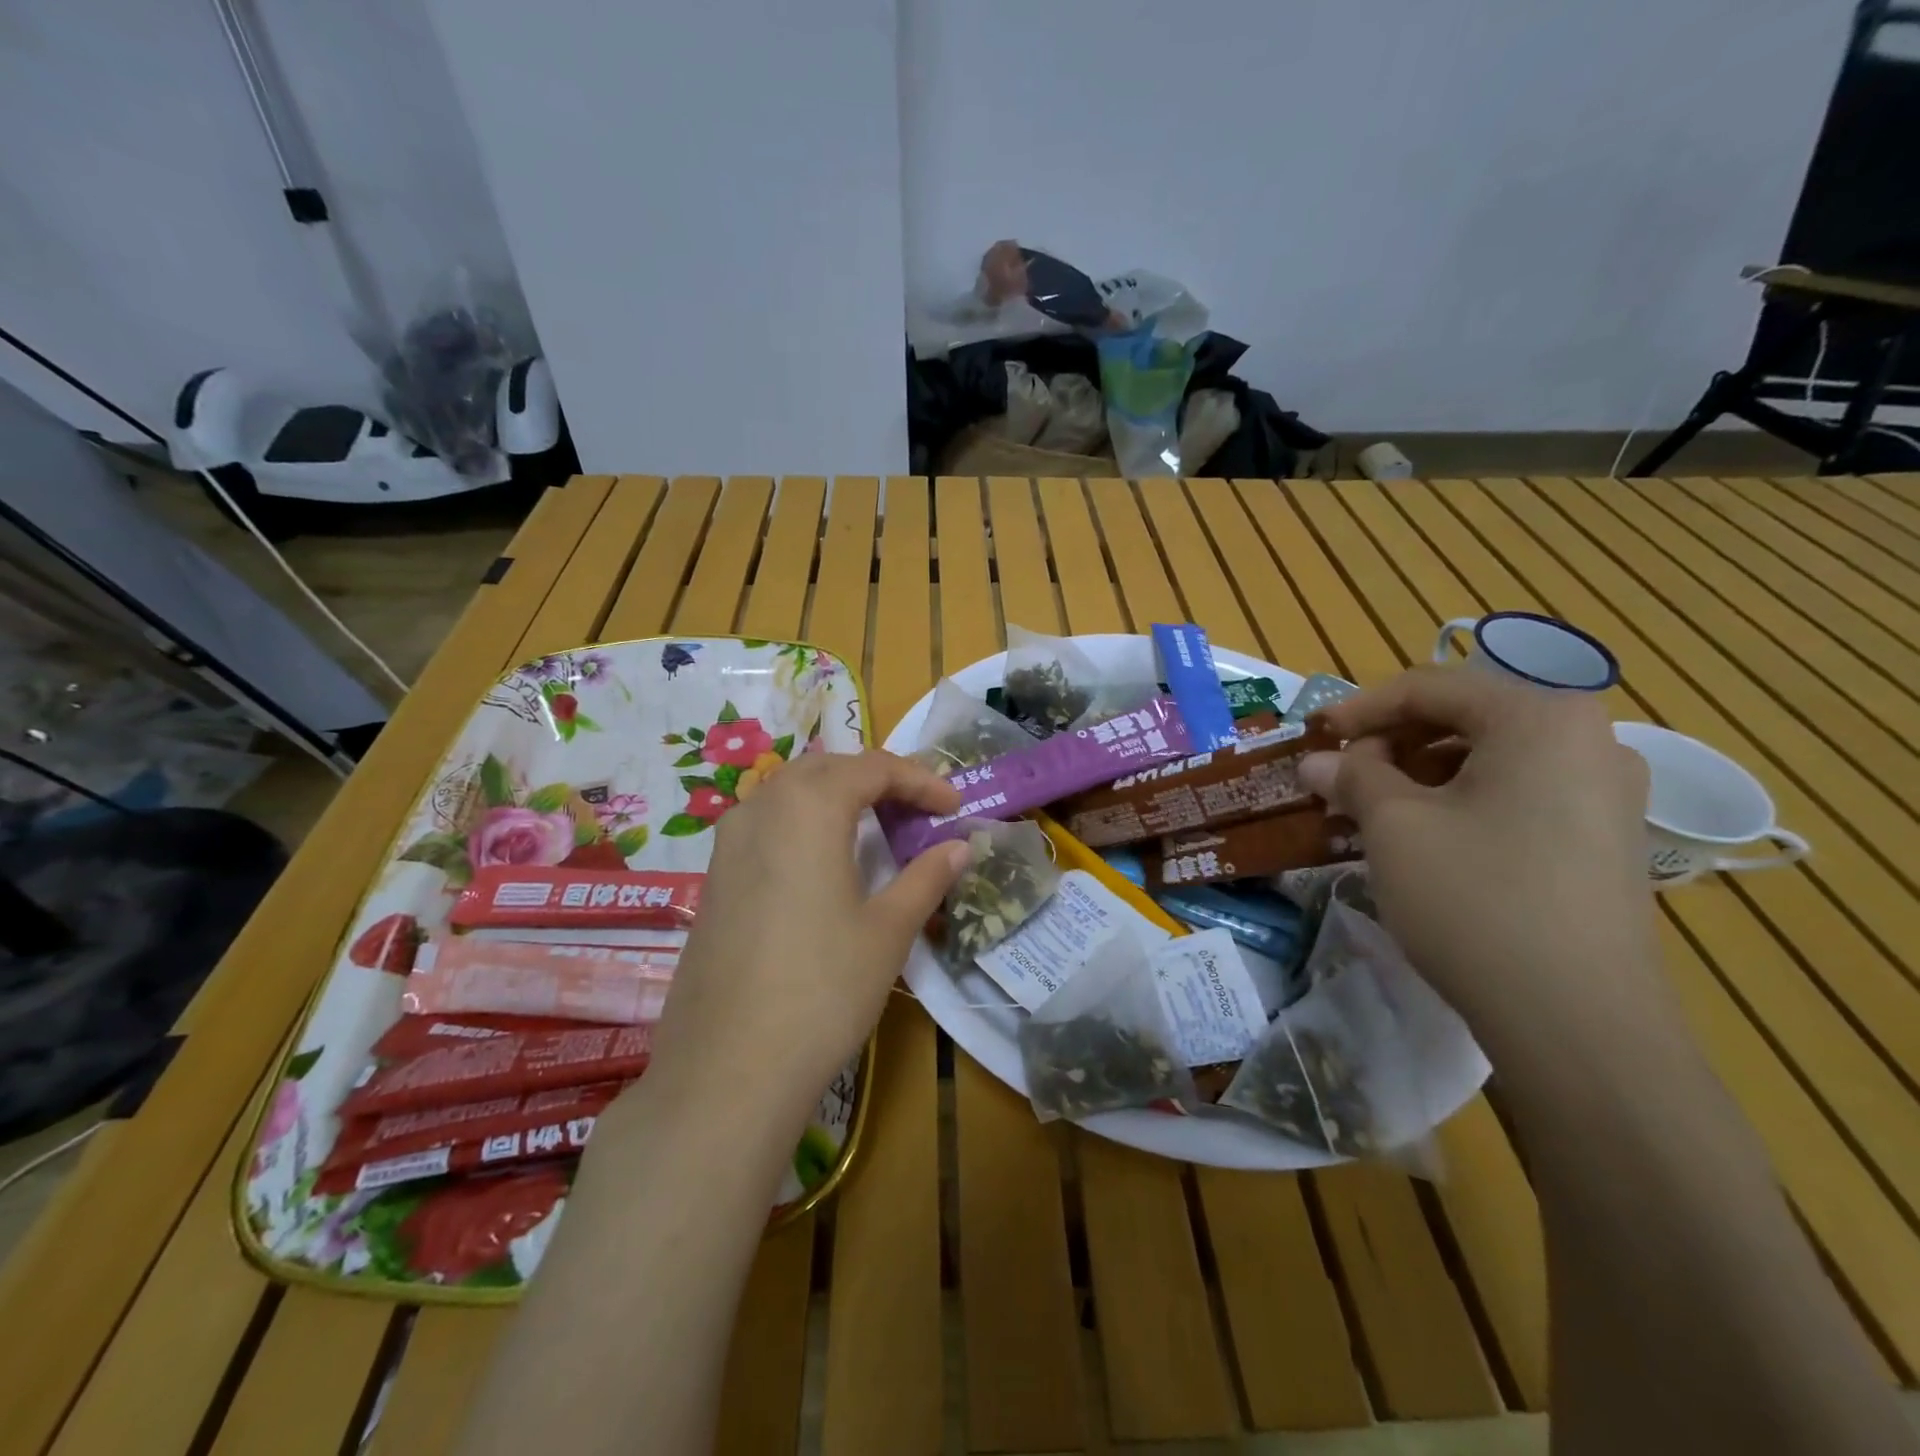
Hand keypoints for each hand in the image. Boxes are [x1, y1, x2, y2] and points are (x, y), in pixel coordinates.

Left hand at [644, 751, 969, 1128]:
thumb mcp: (888, 930)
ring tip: (876, 827)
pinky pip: (766, 824)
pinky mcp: (714, 877)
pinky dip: (805, 822)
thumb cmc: (822, 989)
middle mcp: (761, 808)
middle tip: (917, 810)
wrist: (727, 1070)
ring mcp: (728, 843)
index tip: (953, 805)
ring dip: (837, 797)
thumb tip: (959, 847)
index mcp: (807, 807)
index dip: (920, 780)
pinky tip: (824, 861)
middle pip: (827, 769)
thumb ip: (926, 877)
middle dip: (877, 779)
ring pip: (790, 792)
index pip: (873, 768)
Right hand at [1297, 668, 1665, 1054]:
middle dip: (1390, 743)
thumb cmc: (1475, 898)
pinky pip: (1517, 795)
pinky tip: (1422, 838)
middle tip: (1339, 775)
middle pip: (1464, 718)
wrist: (1578, 1022)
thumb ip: (1352, 776)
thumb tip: (1316, 761)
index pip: (1431, 688)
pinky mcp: (1605, 841)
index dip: (1359, 708)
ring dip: (1420, 774)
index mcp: (1541, 717)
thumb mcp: (1394, 826)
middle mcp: (1588, 740)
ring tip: (1371, 809)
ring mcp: (1606, 794)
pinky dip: (1459, 802)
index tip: (1312, 735)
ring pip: (1489, 759)